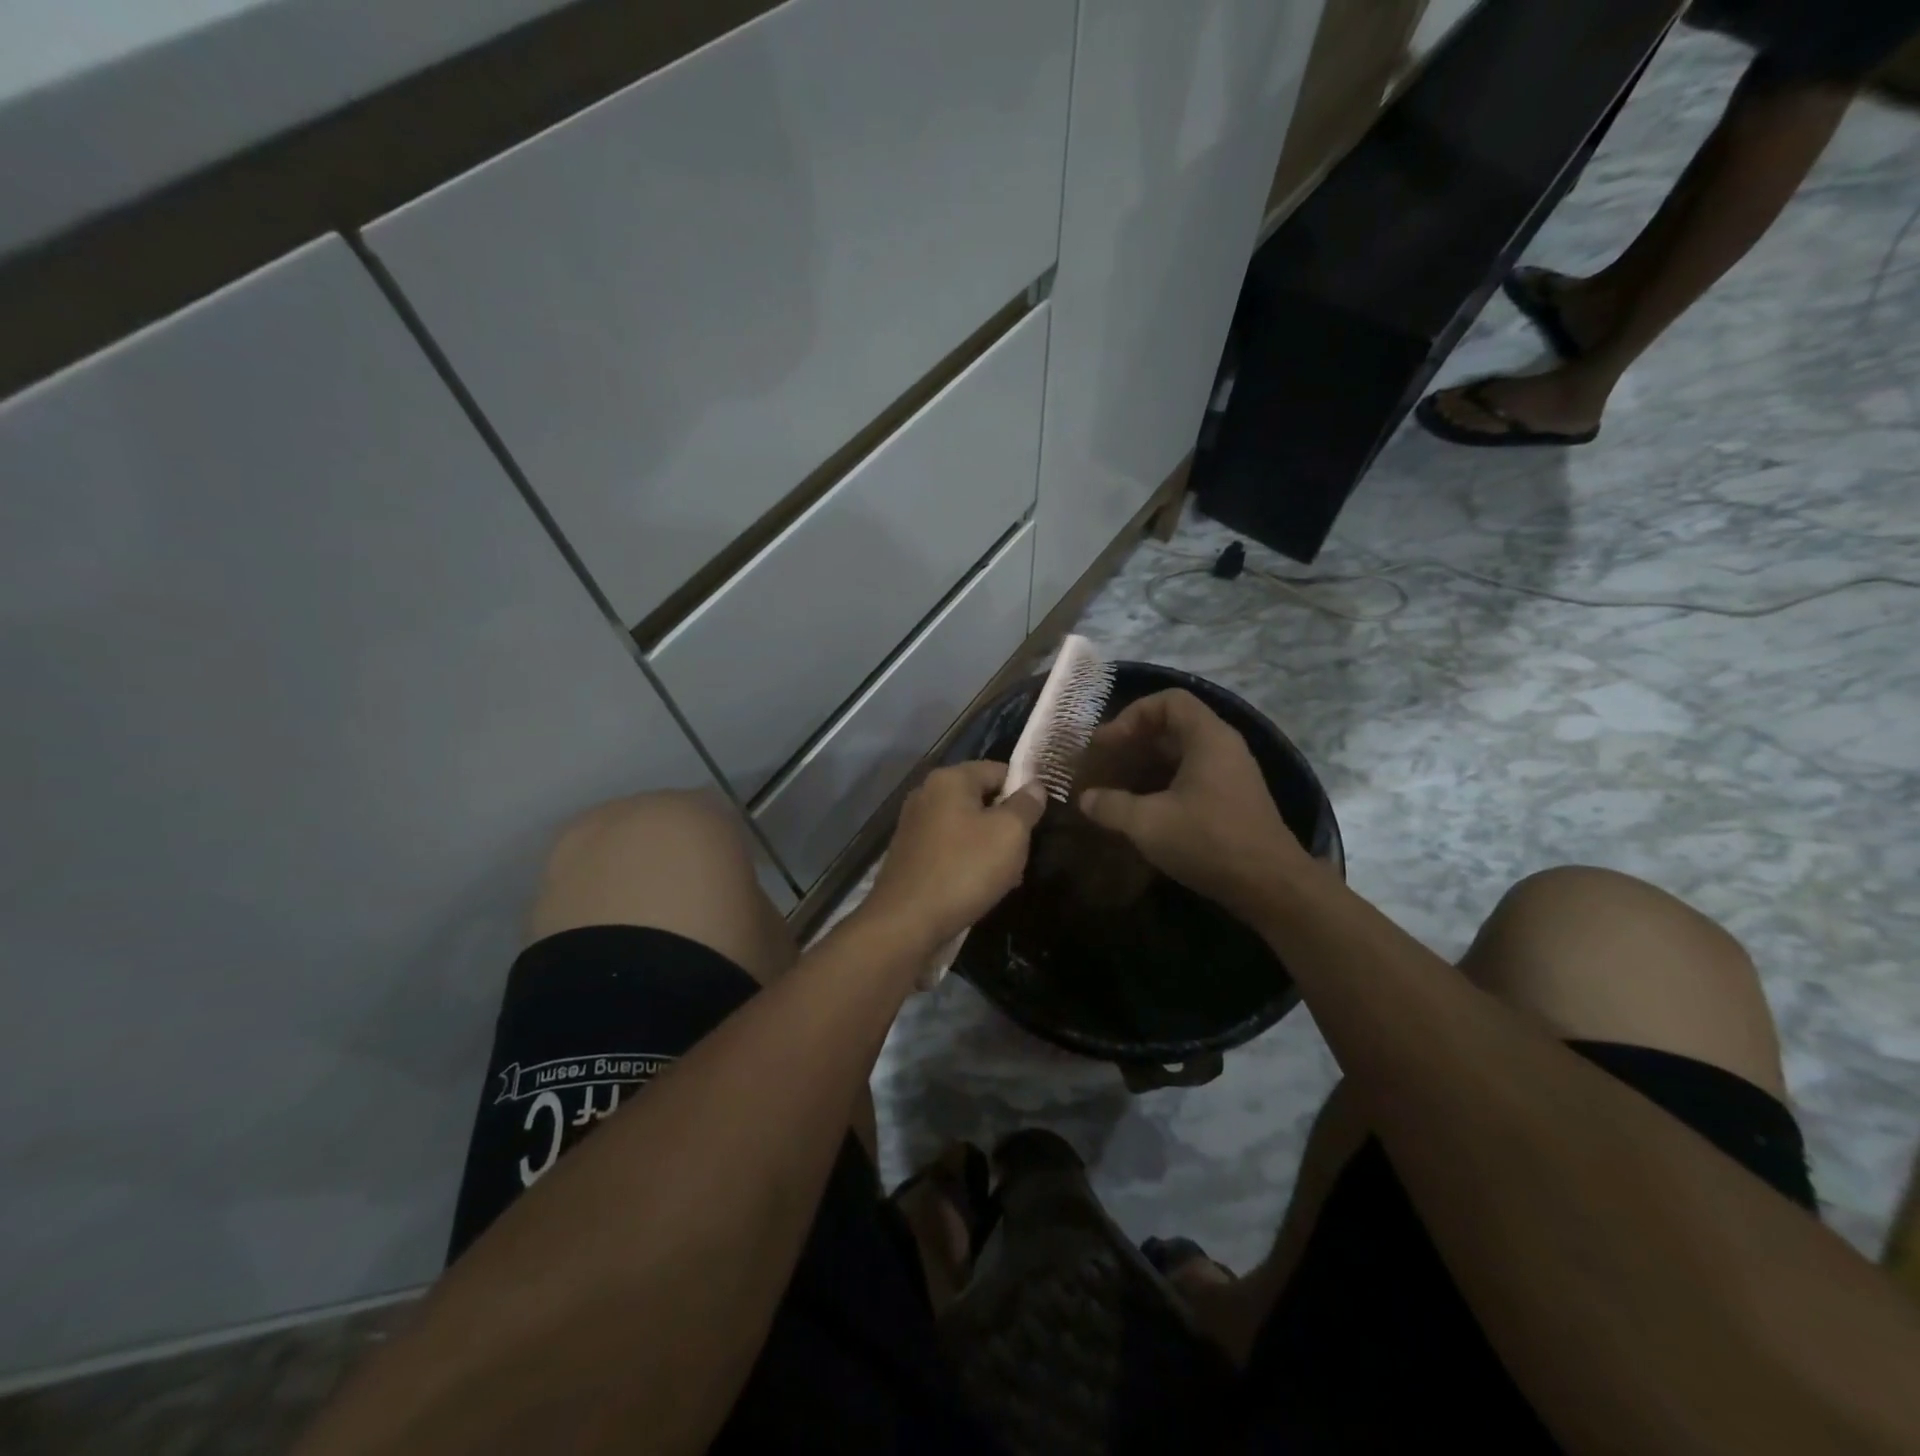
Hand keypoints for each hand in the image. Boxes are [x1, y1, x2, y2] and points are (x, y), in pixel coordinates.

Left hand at [861, 762, 1047, 951]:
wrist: (906, 922)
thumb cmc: (964, 870)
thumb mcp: (1010, 834)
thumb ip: (1026, 805)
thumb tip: (1034, 786)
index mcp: (949, 779)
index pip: (998, 770)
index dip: (1024, 790)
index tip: (1041, 818)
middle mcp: (926, 794)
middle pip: (981, 798)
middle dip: (1007, 823)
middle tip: (1025, 852)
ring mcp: (914, 825)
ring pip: (966, 826)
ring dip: (989, 846)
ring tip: (1008, 876)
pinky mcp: (909, 854)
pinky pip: (949, 848)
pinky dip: (967, 861)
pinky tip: (980, 886)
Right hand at [1078, 689, 1305, 920]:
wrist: (1271, 886)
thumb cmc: (1209, 842)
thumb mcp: (1149, 823)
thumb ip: (1111, 806)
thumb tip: (1085, 798)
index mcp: (1208, 738)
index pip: (1169, 700)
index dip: (1133, 714)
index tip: (1109, 743)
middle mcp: (1224, 747)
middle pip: (1174, 726)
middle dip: (1135, 741)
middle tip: (1104, 763)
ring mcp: (1231, 774)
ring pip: (1182, 754)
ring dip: (1147, 765)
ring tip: (1117, 786)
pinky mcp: (1232, 800)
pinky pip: (1192, 777)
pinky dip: (1163, 784)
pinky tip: (1142, 810)